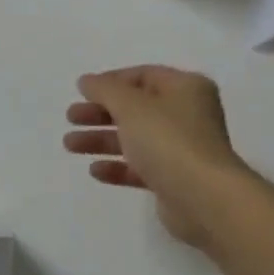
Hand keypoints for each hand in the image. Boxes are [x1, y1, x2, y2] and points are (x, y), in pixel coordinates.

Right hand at [63, 65, 251, 244]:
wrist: (204, 198)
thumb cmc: (168, 141)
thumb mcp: (130, 106)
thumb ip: (105, 90)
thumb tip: (86, 80)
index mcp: (185, 89)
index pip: (143, 76)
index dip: (110, 81)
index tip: (82, 92)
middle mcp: (187, 115)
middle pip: (135, 108)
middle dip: (100, 113)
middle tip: (71, 118)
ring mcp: (181, 149)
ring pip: (134, 138)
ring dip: (101, 140)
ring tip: (70, 145)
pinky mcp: (174, 179)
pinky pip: (140, 167)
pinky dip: (117, 166)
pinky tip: (95, 171)